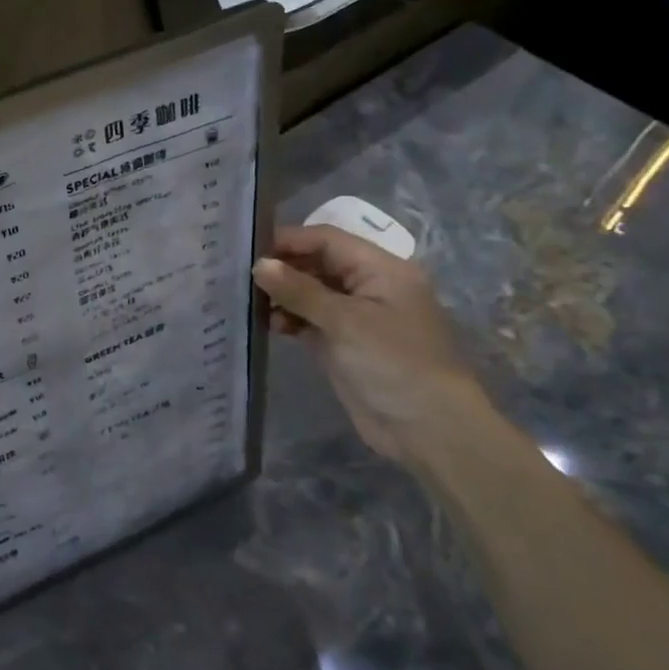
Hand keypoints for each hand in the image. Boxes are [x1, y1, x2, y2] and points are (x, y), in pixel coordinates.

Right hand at [253, 224, 489, 461]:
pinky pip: (309, 319)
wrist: (427, 430)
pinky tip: (271, 326)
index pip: (327, 240)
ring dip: (282, 295)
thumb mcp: (345, 322)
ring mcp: (355, 316)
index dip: (289, 241)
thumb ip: (299, 290)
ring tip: (253, 305)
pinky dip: (289, 318)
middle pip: (317, 263)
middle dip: (282, 268)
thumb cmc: (393, 363)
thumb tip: (259, 264)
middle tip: (241, 277)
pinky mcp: (343, 343)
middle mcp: (368, 286)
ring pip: (309, 292)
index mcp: (381, 269)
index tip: (247, 248)